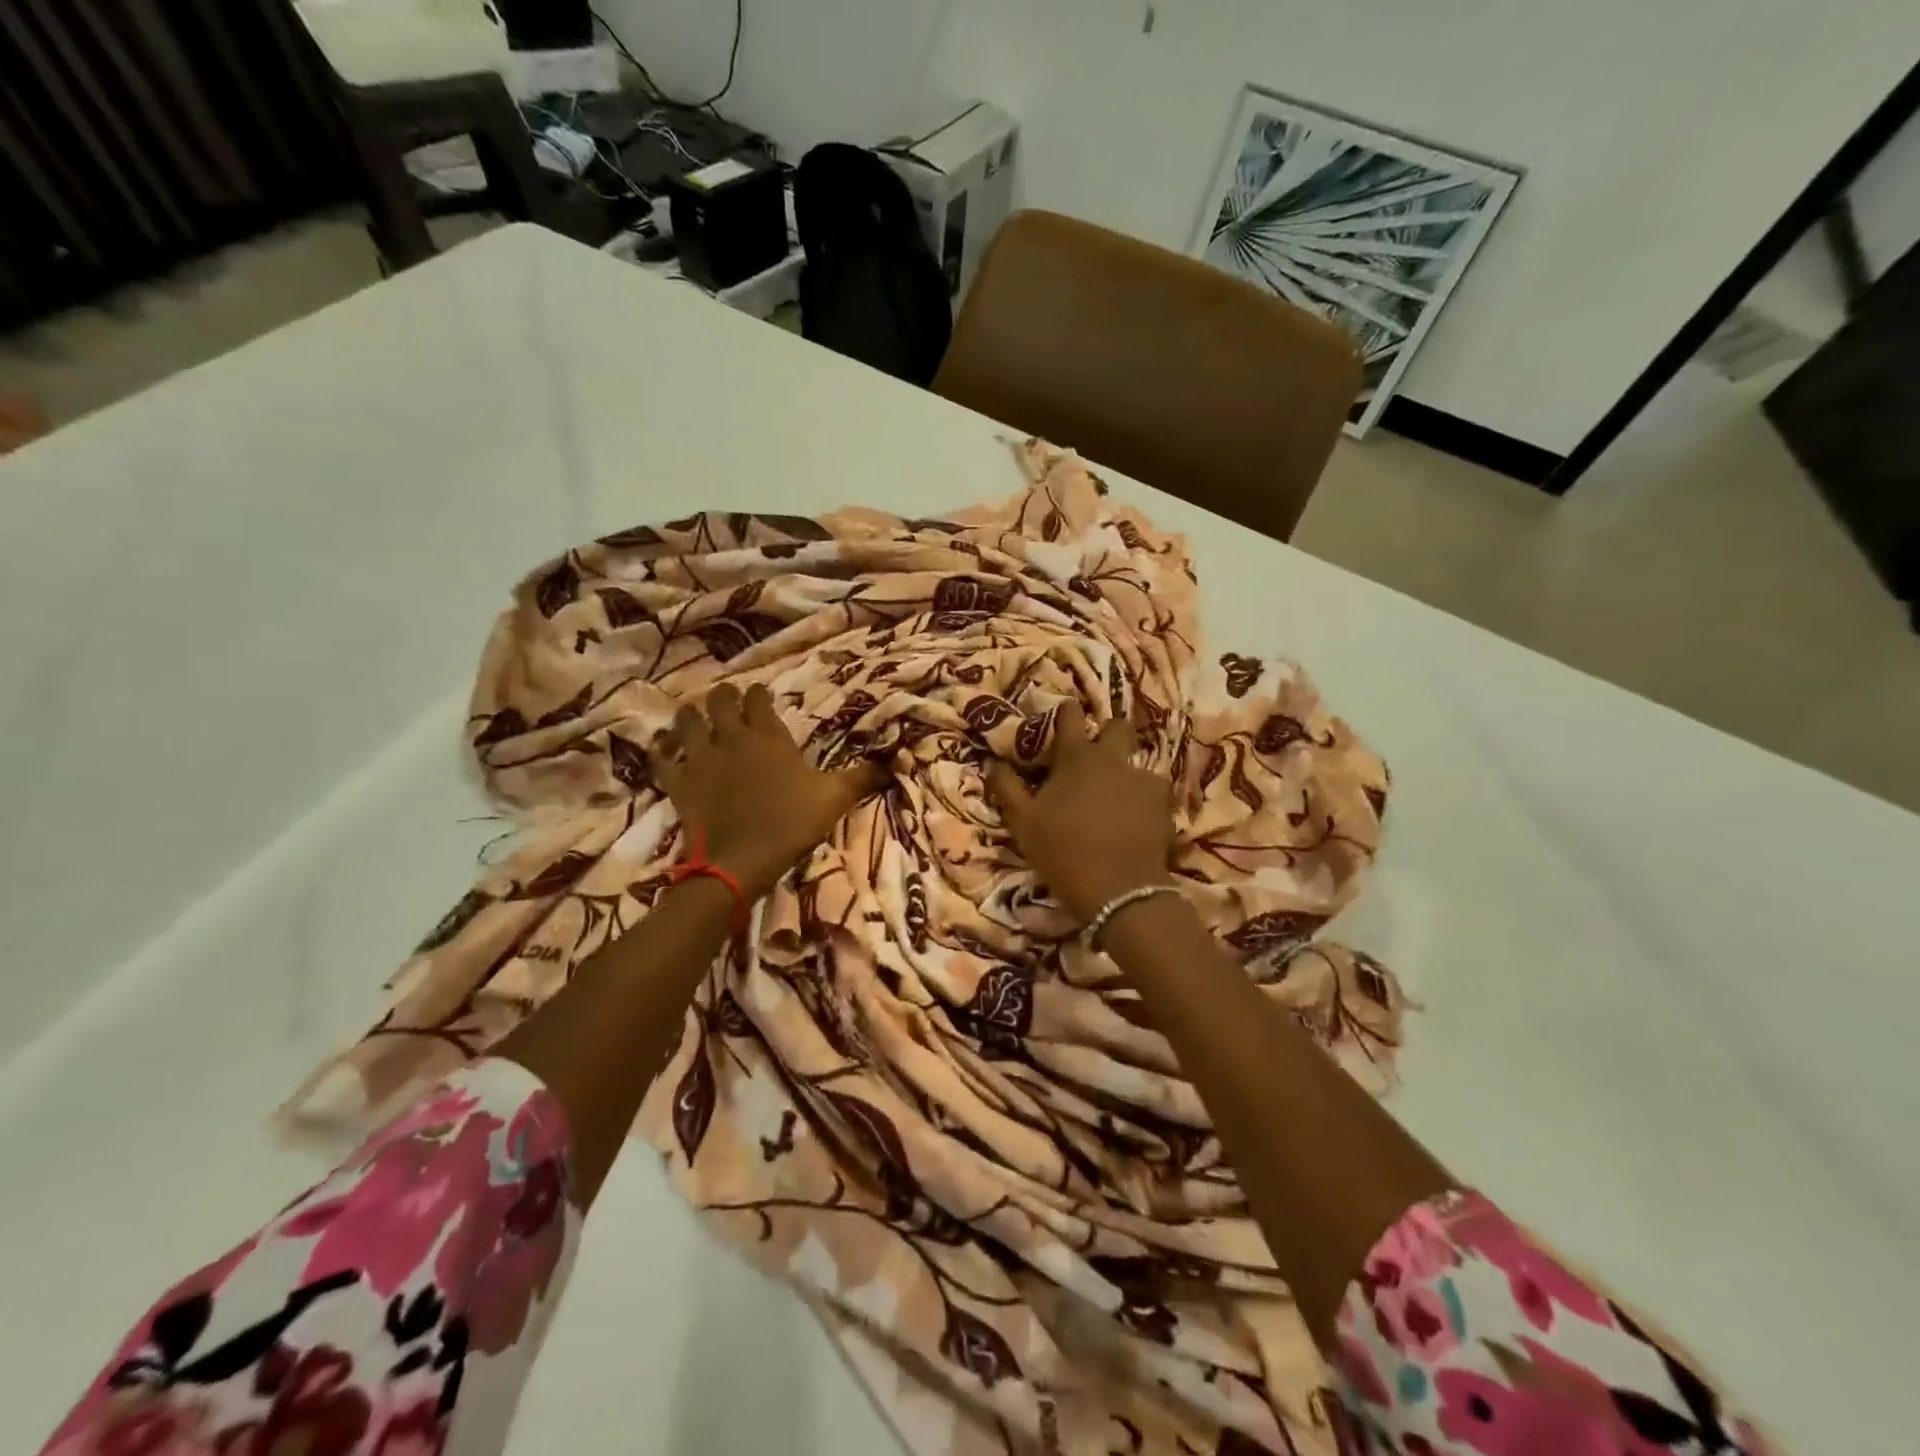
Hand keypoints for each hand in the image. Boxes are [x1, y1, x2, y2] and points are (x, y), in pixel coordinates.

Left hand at [651, 683, 883, 898]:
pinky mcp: (677, 783)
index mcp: (767, 735)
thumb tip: (895, 762)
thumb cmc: (790, 824)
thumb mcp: (833, 799)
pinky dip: (661, 751)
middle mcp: (730, 737)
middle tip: (728, 701)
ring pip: (686, 722)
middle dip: (724, 696)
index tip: (762, 695)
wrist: (740, 861)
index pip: (758, 699)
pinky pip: (660, 758)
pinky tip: (664, 749)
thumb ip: (861, 777)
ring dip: (690, 716)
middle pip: (719, 701)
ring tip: (694, 717)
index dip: (759, 694)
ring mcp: (699, 758)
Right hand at [986, 701, 1174, 922]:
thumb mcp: (1023, 823)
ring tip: (1116, 795)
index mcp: (1077, 757)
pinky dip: (1142, 799)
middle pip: (1117, 726)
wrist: (1118, 890)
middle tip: (1094, 755)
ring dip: (1125, 771)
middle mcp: (1113, 759)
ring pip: (1137, 761)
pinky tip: (1135, 818)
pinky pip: (1152, 792)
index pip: (1071, 715)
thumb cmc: (1063, 851)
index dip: (1066, 711)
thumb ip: (1007, 787)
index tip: (1062, 715)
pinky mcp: (1164, 805)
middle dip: (1107, 732)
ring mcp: (1144, 780)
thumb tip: (994, 762)